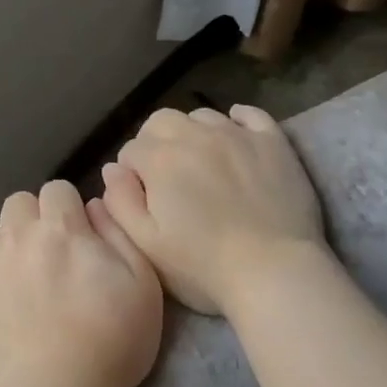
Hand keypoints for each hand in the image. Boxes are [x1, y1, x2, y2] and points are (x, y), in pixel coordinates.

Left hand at [0, 179, 162, 386]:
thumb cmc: (114, 339)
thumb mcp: (143, 283)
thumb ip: (118, 234)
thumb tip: (92, 205)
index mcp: (62, 228)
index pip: (57, 189)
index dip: (69, 211)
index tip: (79, 240)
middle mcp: (18, 235)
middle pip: (18, 203)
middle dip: (34, 222)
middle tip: (50, 259)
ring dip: (3, 248)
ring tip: (18, 282)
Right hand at [102, 105, 325, 314]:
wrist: (273, 271)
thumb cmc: (202, 266)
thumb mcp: (145, 244)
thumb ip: (119, 202)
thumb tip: (112, 169)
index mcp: (160, 159)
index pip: (130, 150)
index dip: (130, 174)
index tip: (141, 199)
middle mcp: (196, 135)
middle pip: (161, 121)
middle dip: (155, 143)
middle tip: (167, 179)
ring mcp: (238, 135)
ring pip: (202, 116)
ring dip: (193, 134)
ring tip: (201, 164)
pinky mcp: (273, 143)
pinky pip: (250, 115)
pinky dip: (237, 121)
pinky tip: (234, 135)